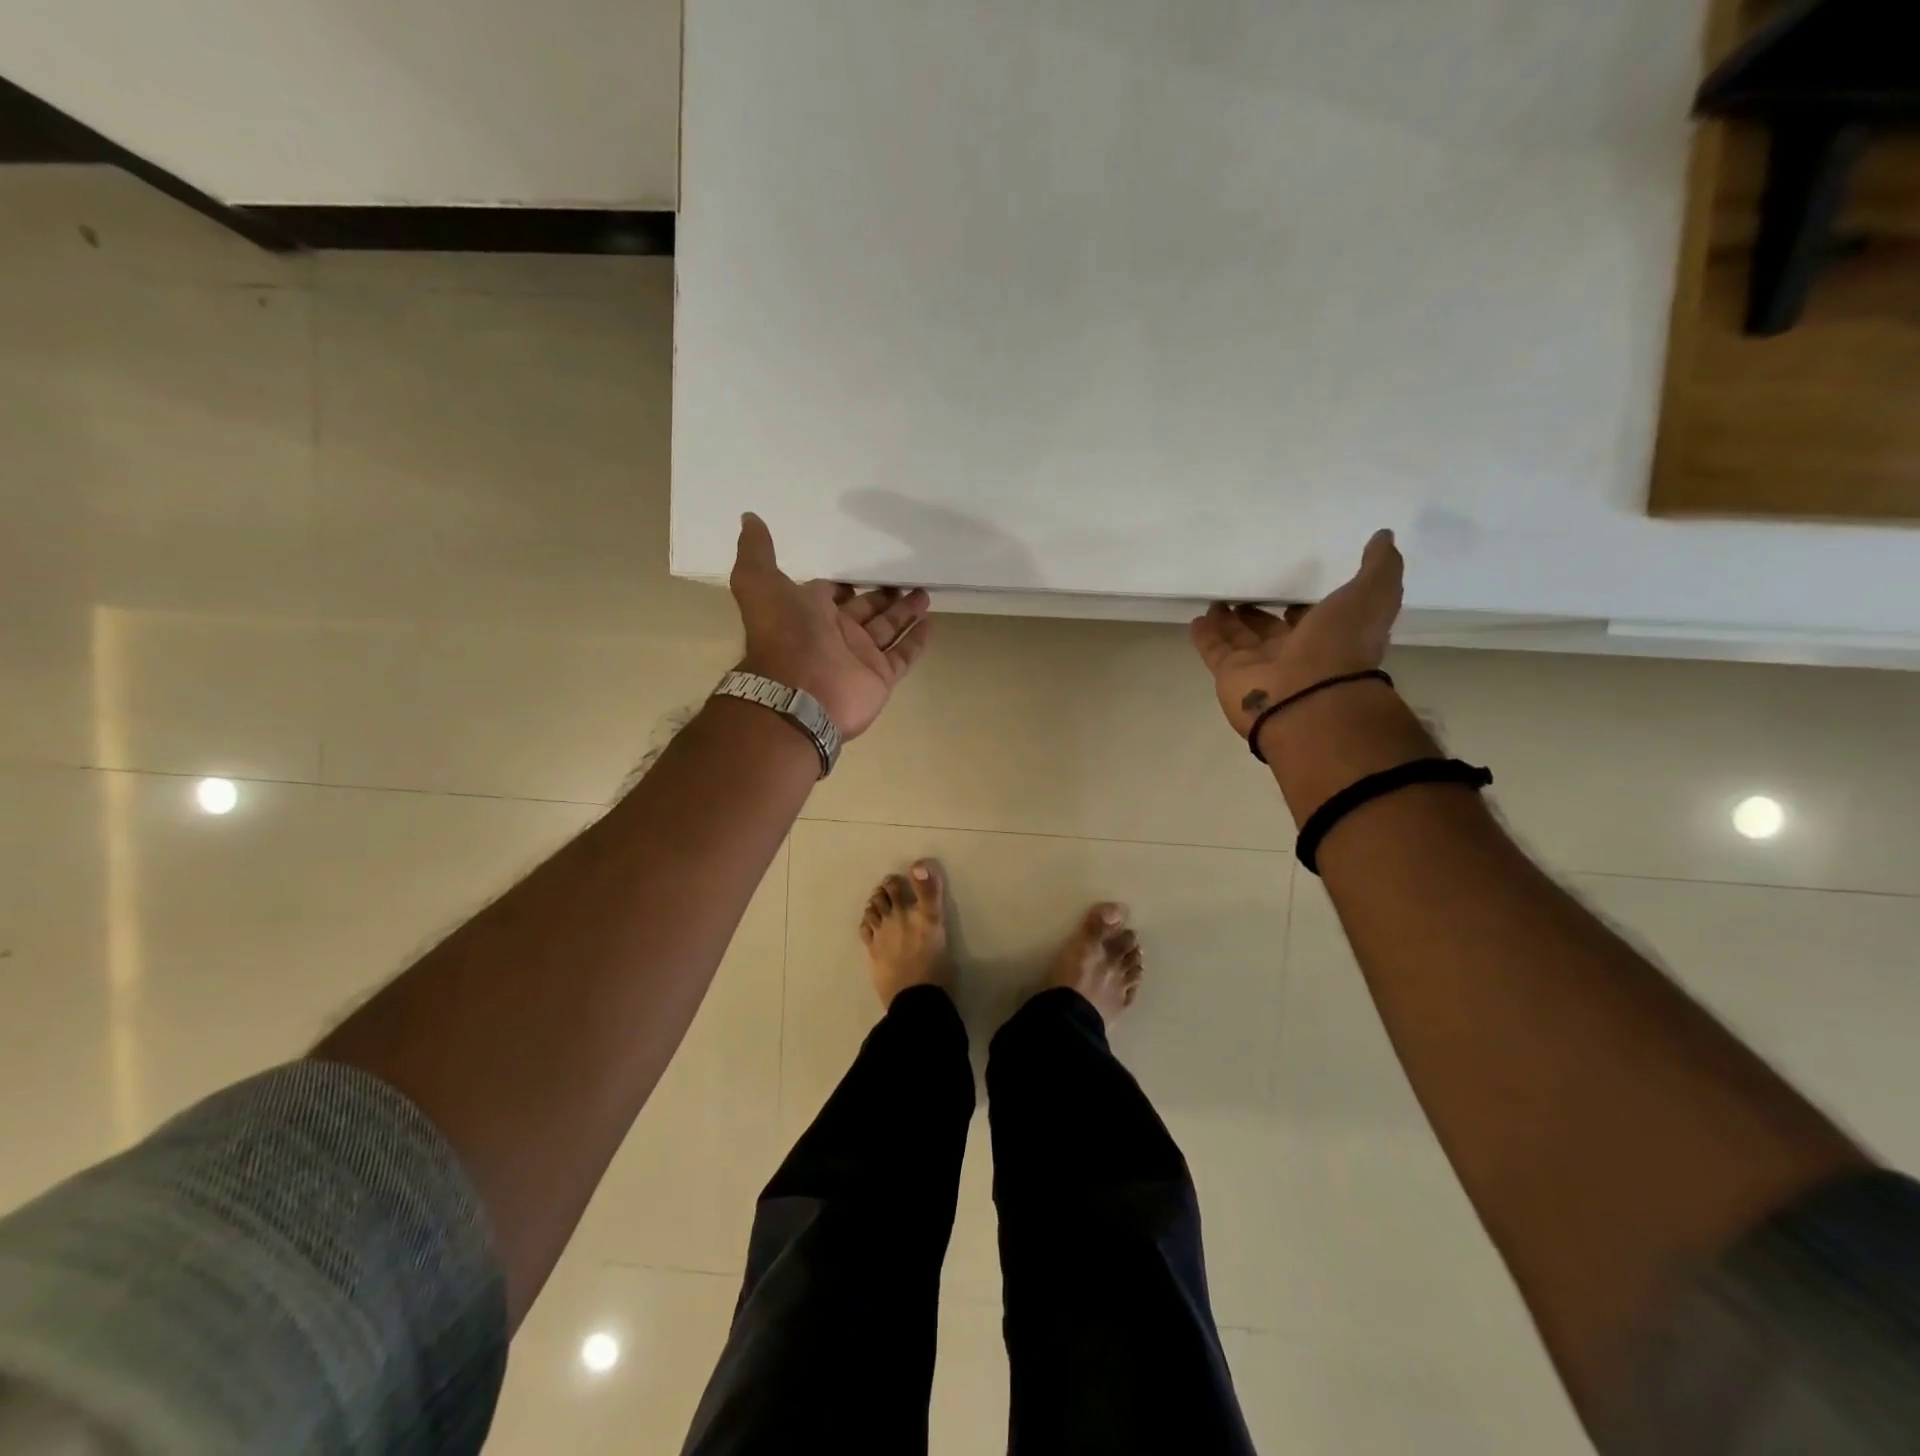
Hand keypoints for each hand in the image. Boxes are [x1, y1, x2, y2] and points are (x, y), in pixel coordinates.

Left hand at [729, 513, 933, 738]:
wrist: (799, 691)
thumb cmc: (783, 634)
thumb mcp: (759, 582)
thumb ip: (757, 551)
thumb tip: (749, 517)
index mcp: (809, 613)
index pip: (831, 594)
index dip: (844, 585)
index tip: (862, 570)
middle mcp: (835, 634)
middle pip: (865, 609)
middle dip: (882, 595)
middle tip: (904, 578)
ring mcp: (860, 657)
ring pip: (887, 629)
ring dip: (904, 612)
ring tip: (924, 592)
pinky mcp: (881, 677)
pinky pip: (903, 655)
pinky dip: (916, 641)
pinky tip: (930, 623)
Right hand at [1189, 529, 1403, 738]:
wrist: (1308, 698)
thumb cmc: (1341, 646)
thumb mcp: (1372, 595)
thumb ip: (1379, 567)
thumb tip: (1384, 536)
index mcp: (1329, 637)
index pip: (1312, 618)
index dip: (1303, 604)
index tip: (1291, 588)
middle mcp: (1294, 653)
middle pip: (1271, 629)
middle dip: (1258, 613)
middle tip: (1244, 591)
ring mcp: (1260, 666)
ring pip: (1240, 638)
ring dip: (1229, 621)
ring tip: (1216, 599)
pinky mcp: (1230, 674)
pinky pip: (1215, 650)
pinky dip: (1206, 635)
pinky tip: (1197, 617)